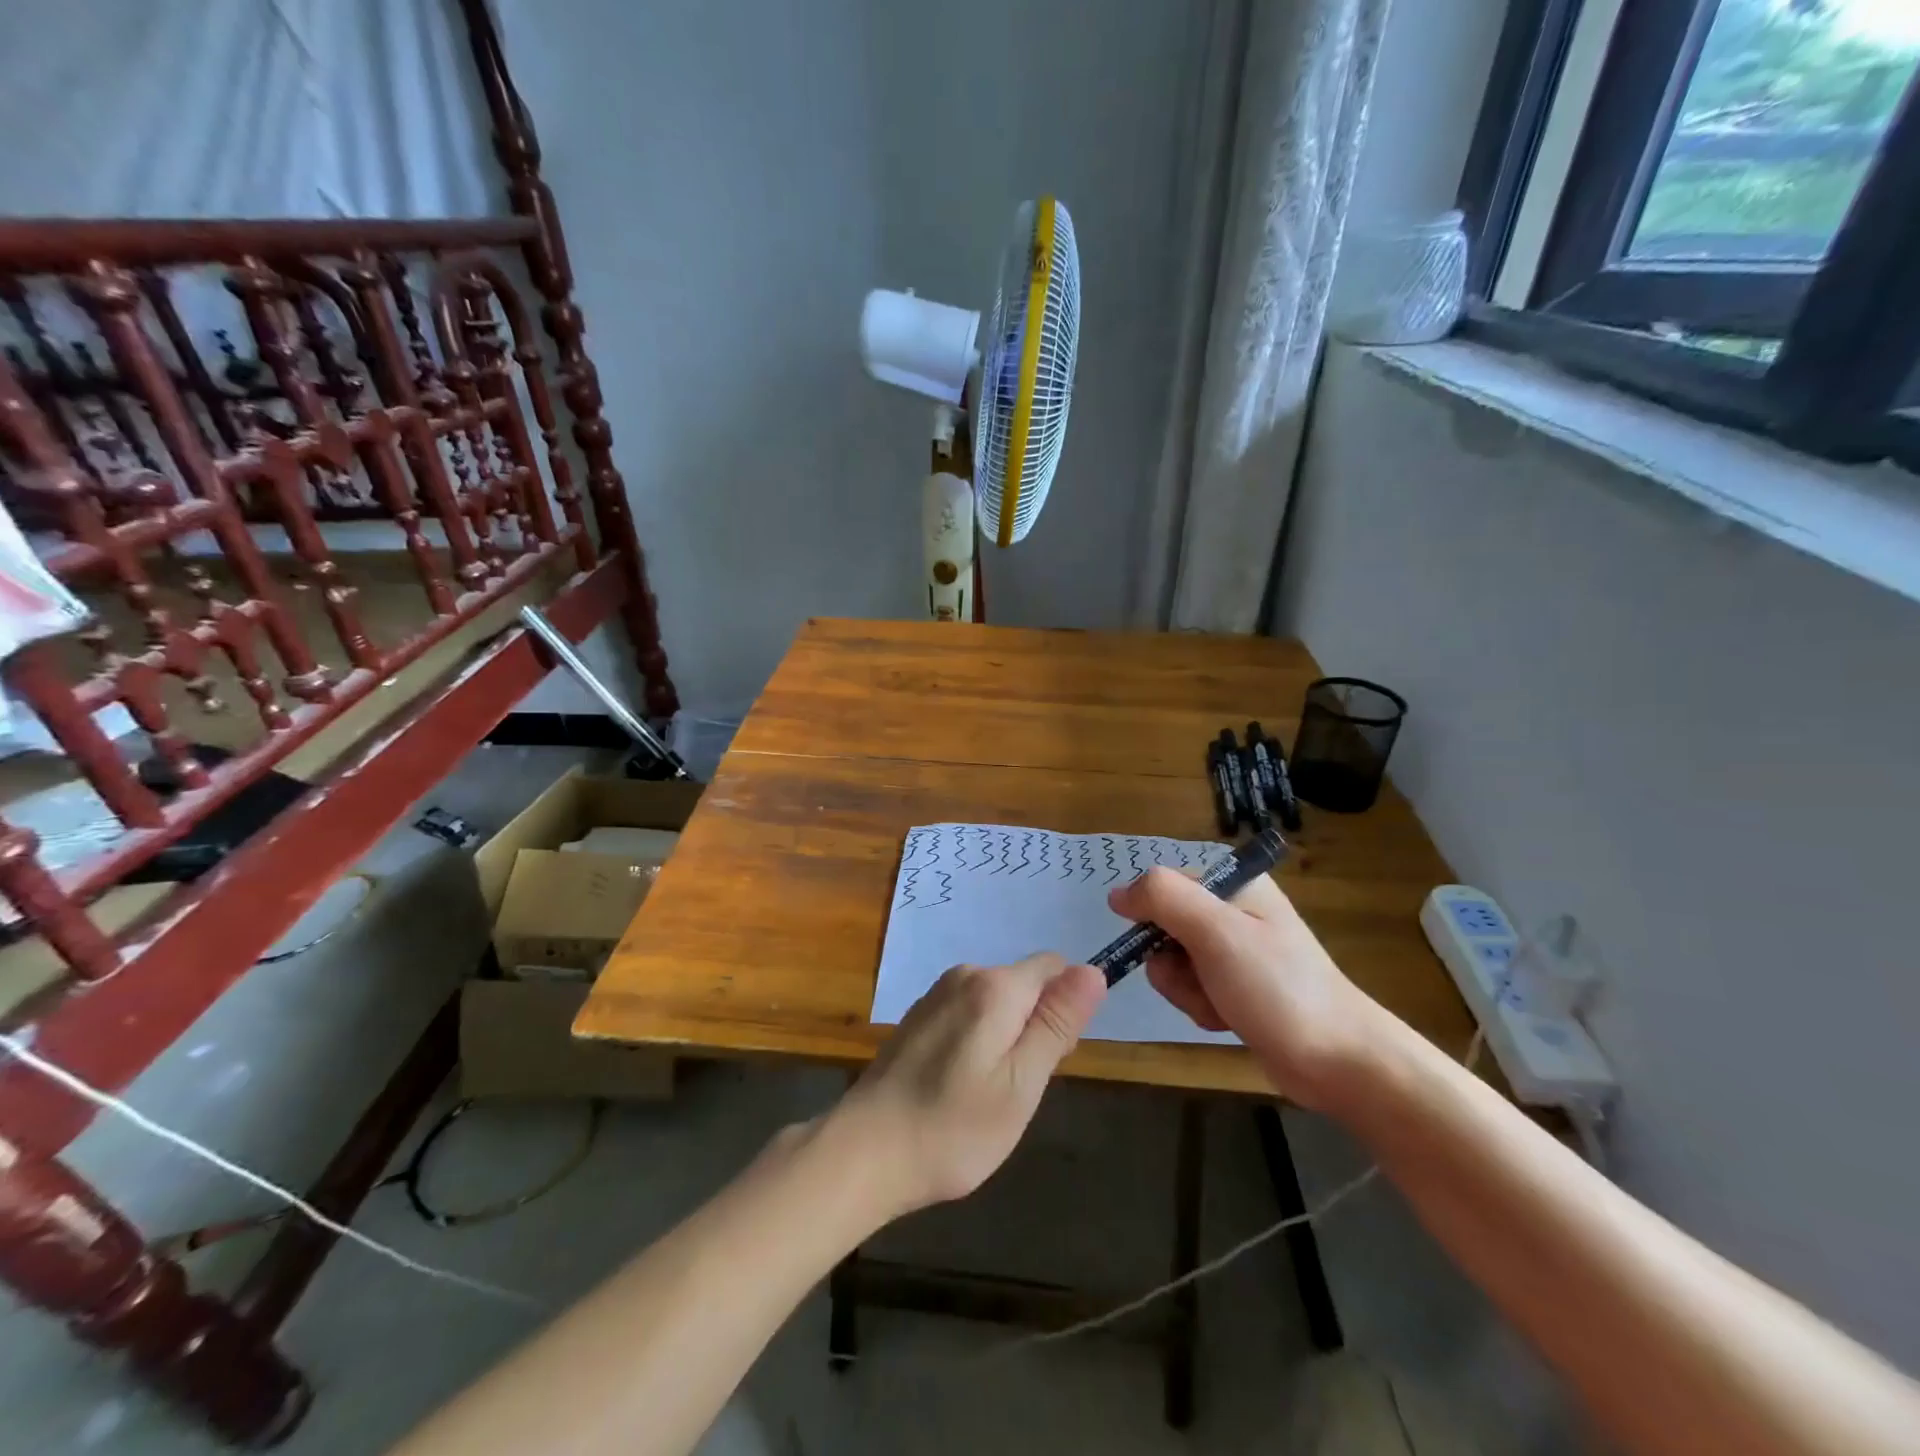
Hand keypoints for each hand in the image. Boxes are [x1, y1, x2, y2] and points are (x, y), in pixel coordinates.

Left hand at [828, 954, 1105, 1218]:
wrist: (865, 1151)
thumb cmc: (954, 1127)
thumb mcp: (1022, 1083)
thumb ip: (1057, 1023)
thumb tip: (1092, 970)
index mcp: (996, 987)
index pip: (1054, 967)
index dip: (1065, 1009)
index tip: (1051, 1059)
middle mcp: (965, 975)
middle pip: (1025, 984)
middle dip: (1035, 1026)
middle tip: (1017, 1087)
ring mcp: (937, 994)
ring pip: (998, 1001)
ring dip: (1007, 1037)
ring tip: (986, 1093)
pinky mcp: (919, 1015)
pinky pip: (969, 1012)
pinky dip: (978, 1041)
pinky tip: (959, 1085)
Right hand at [1108, 868, 1389, 1109]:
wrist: (1339, 1060)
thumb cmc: (1277, 987)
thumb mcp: (1216, 932)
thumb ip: (1164, 898)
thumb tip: (1117, 894)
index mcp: (1232, 883)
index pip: (1161, 886)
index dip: (1152, 919)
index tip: (1171, 949)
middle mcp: (1231, 909)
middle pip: (1162, 927)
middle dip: (1173, 963)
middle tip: (1204, 980)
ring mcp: (1234, 949)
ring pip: (1172, 962)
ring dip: (1187, 990)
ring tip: (1221, 1004)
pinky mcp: (1236, 985)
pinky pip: (1192, 987)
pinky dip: (1201, 1006)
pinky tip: (1227, 1019)